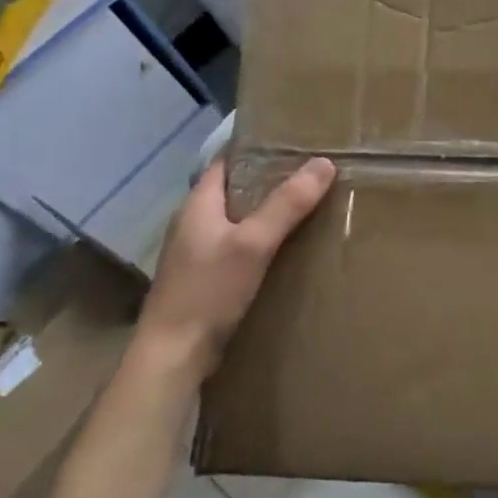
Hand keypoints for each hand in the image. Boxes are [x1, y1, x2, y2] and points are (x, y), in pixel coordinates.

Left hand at [135, 156, 335, 383]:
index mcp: (199, 204)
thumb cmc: (208, 291)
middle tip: (313, 172)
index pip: (227, 161)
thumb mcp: (253, 243)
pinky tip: (288, 247)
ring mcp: (198, 252)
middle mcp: (195, 223)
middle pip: (236, 190)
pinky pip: (239, 245)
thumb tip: (324, 163)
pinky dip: (263, 239)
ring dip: (268, 211)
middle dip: (271, 180)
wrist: (173, 356)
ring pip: (239, 219)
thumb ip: (287, 204)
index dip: (257, 148)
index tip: (294, 141)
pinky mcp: (206, 278)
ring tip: (309, 205)